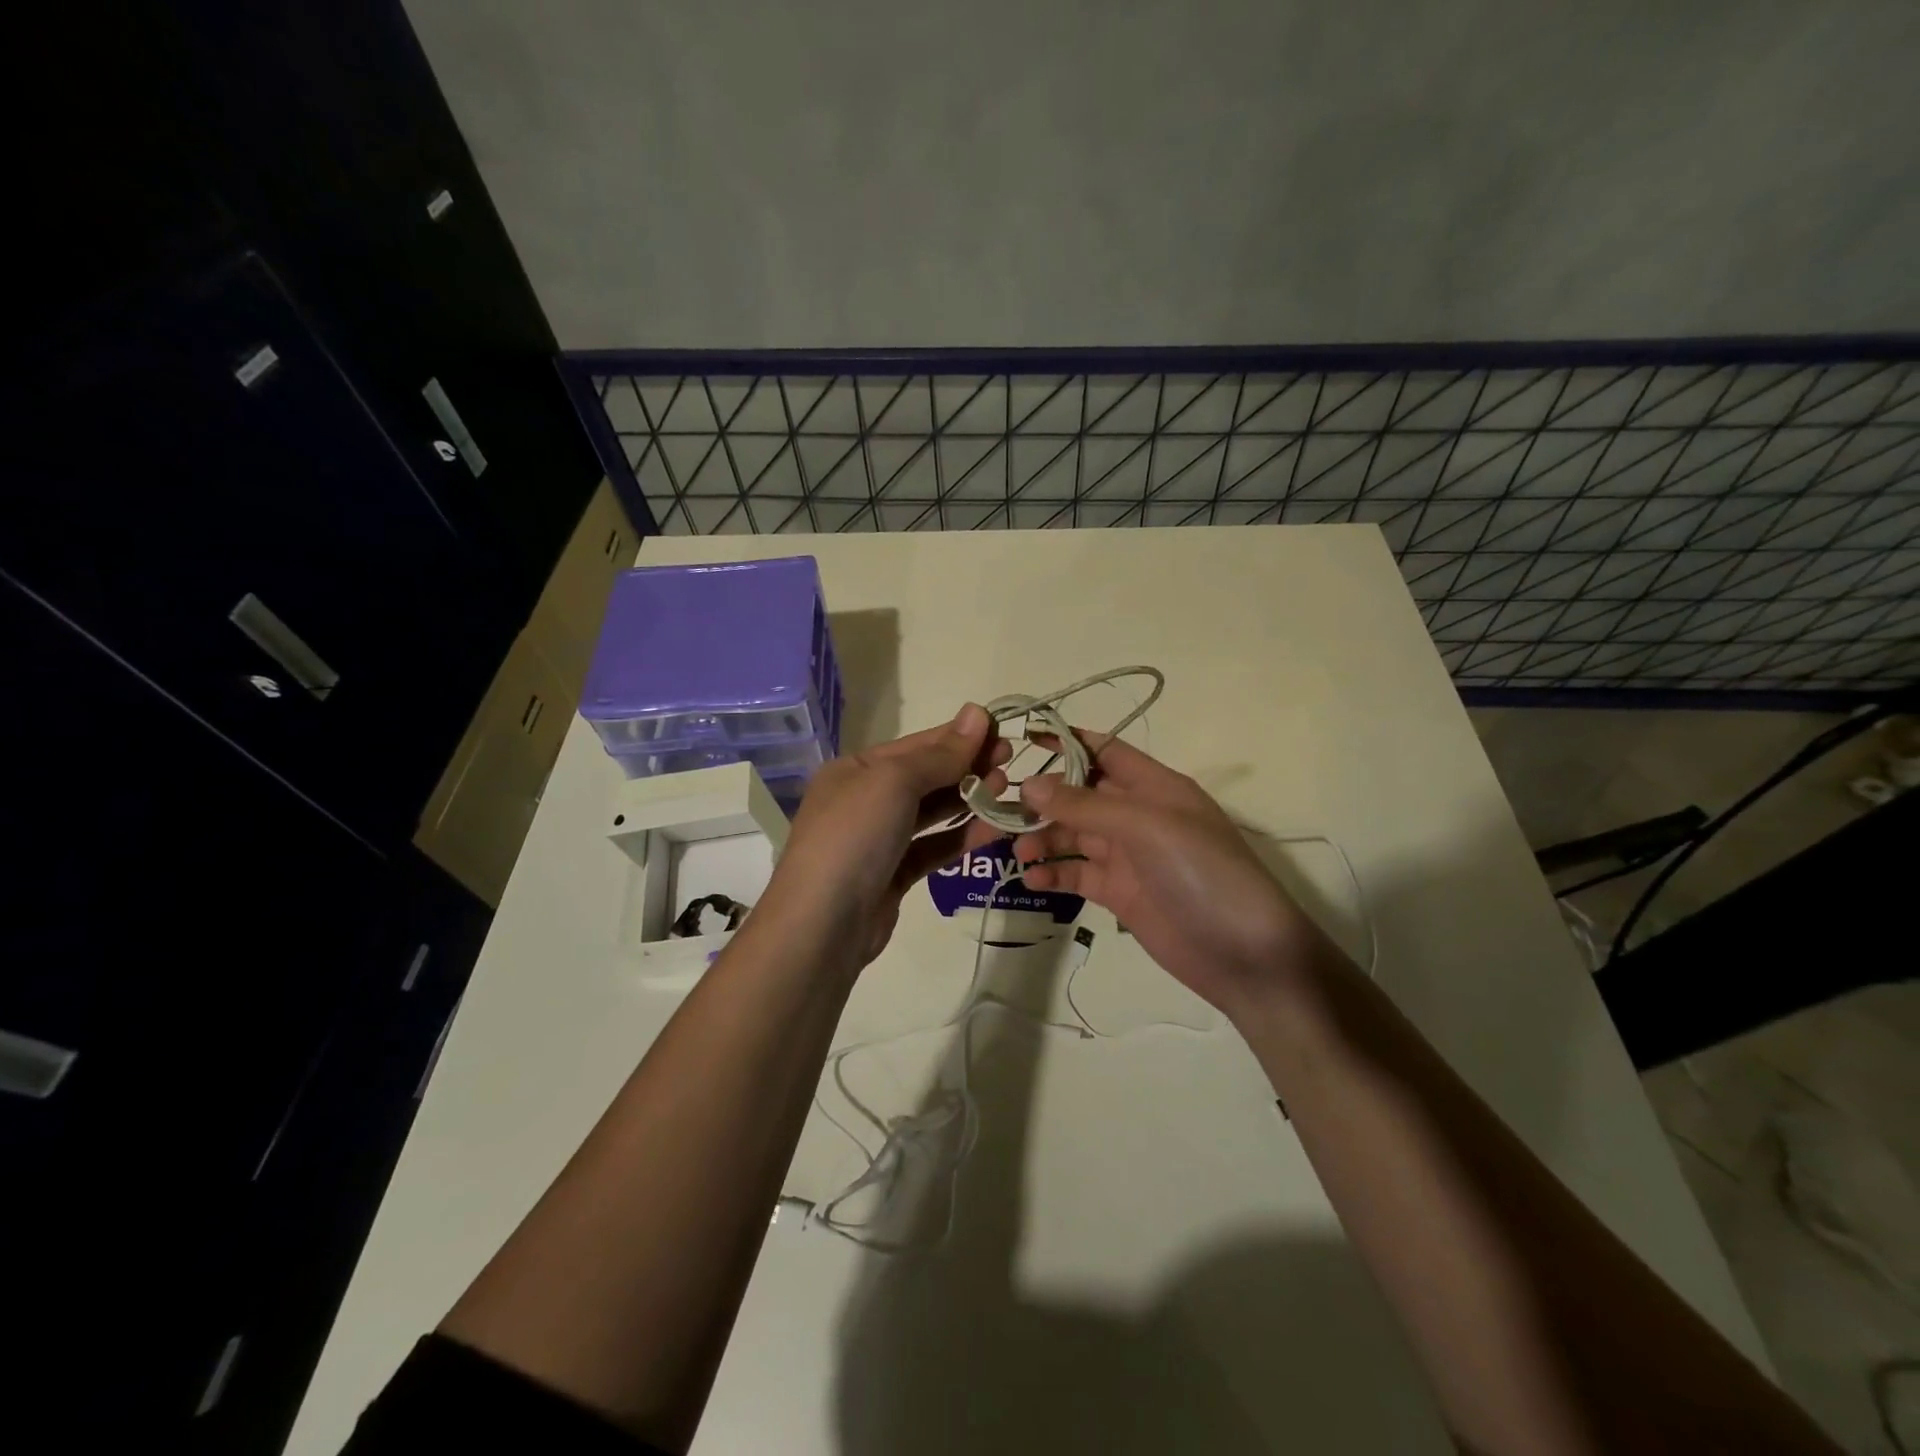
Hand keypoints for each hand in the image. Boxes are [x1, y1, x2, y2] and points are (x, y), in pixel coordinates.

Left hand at [757, 704, 1011, 969]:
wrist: (821, 926)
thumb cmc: (854, 837)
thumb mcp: (894, 782)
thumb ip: (940, 754)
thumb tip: (978, 713)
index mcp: (855, 770)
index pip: (916, 745)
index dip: (959, 736)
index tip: (1002, 731)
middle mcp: (865, 800)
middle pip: (925, 776)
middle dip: (967, 766)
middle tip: (1010, 762)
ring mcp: (879, 840)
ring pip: (931, 813)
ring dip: (969, 799)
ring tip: (1006, 790)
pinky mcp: (893, 876)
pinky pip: (934, 848)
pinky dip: (962, 837)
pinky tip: (994, 829)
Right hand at [1013, 732, 1349, 1021]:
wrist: (1245, 954)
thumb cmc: (1202, 873)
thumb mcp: (1146, 827)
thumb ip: (1086, 805)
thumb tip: (1030, 785)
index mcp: (1154, 786)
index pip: (1104, 750)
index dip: (1066, 742)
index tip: (1023, 740)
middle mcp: (1139, 815)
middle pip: (1080, 794)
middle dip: (1044, 798)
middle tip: (1002, 810)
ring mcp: (1129, 856)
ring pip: (1074, 835)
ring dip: (1044, 838)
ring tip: (1017, 850)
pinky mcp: (1120, 893)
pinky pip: (1078, 874)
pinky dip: (1054, 873)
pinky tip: (1032, 878)